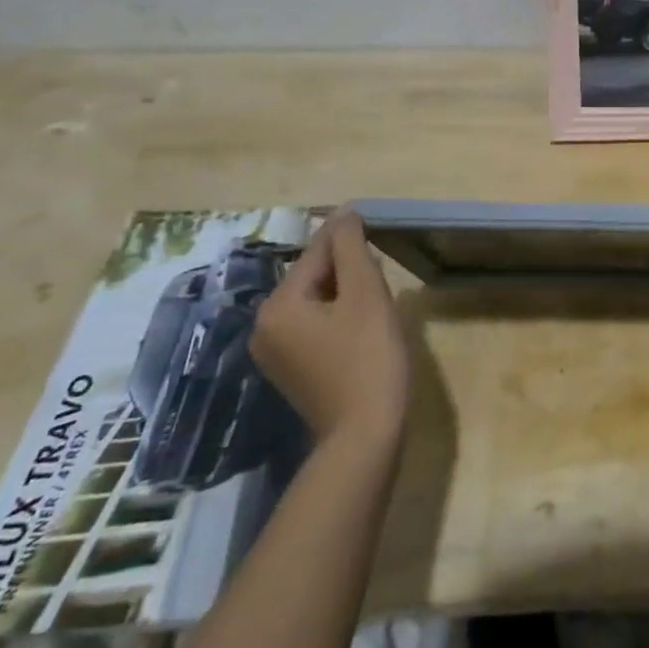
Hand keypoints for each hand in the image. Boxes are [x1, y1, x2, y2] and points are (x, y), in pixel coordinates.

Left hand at [253, 208, 410, 445]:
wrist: (366, 435)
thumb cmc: (370, 358)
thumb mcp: (365, 294)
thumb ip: (351, 247)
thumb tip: (343, 212)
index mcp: (278, 305)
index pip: (317, 253)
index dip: (349, 238)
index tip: (376, 226)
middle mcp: (265, 326)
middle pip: (313, 277)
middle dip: (348, 270)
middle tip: (383, 277)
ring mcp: (274, 353)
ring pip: (315, 302)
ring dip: (346, 293)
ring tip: (378, 301)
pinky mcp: (291, 371)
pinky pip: (314, 327)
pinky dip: (339, 318)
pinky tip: (364, 327)